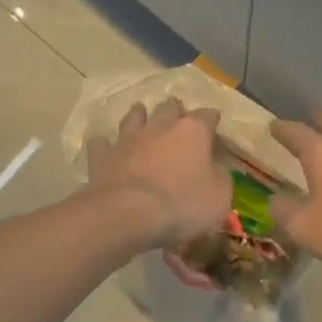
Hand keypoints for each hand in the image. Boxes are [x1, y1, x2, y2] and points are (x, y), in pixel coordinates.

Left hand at [86, 99, 228, 248]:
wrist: (128, 214)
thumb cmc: (181, 204)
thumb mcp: (219, 197)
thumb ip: (219, 177)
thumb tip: (214, 170)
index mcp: (192, 131)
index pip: (207, 115)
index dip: (212, 120)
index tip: (214, 127)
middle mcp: (160, 126)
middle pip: (169, 107)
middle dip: (175, 112)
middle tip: (178, 123)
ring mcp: (128, 138)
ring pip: (134, 116)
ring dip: (139, 117)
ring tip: (142, 120)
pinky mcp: (103, 156)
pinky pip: (102, 143)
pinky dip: (105, 145)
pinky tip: (107, 149)